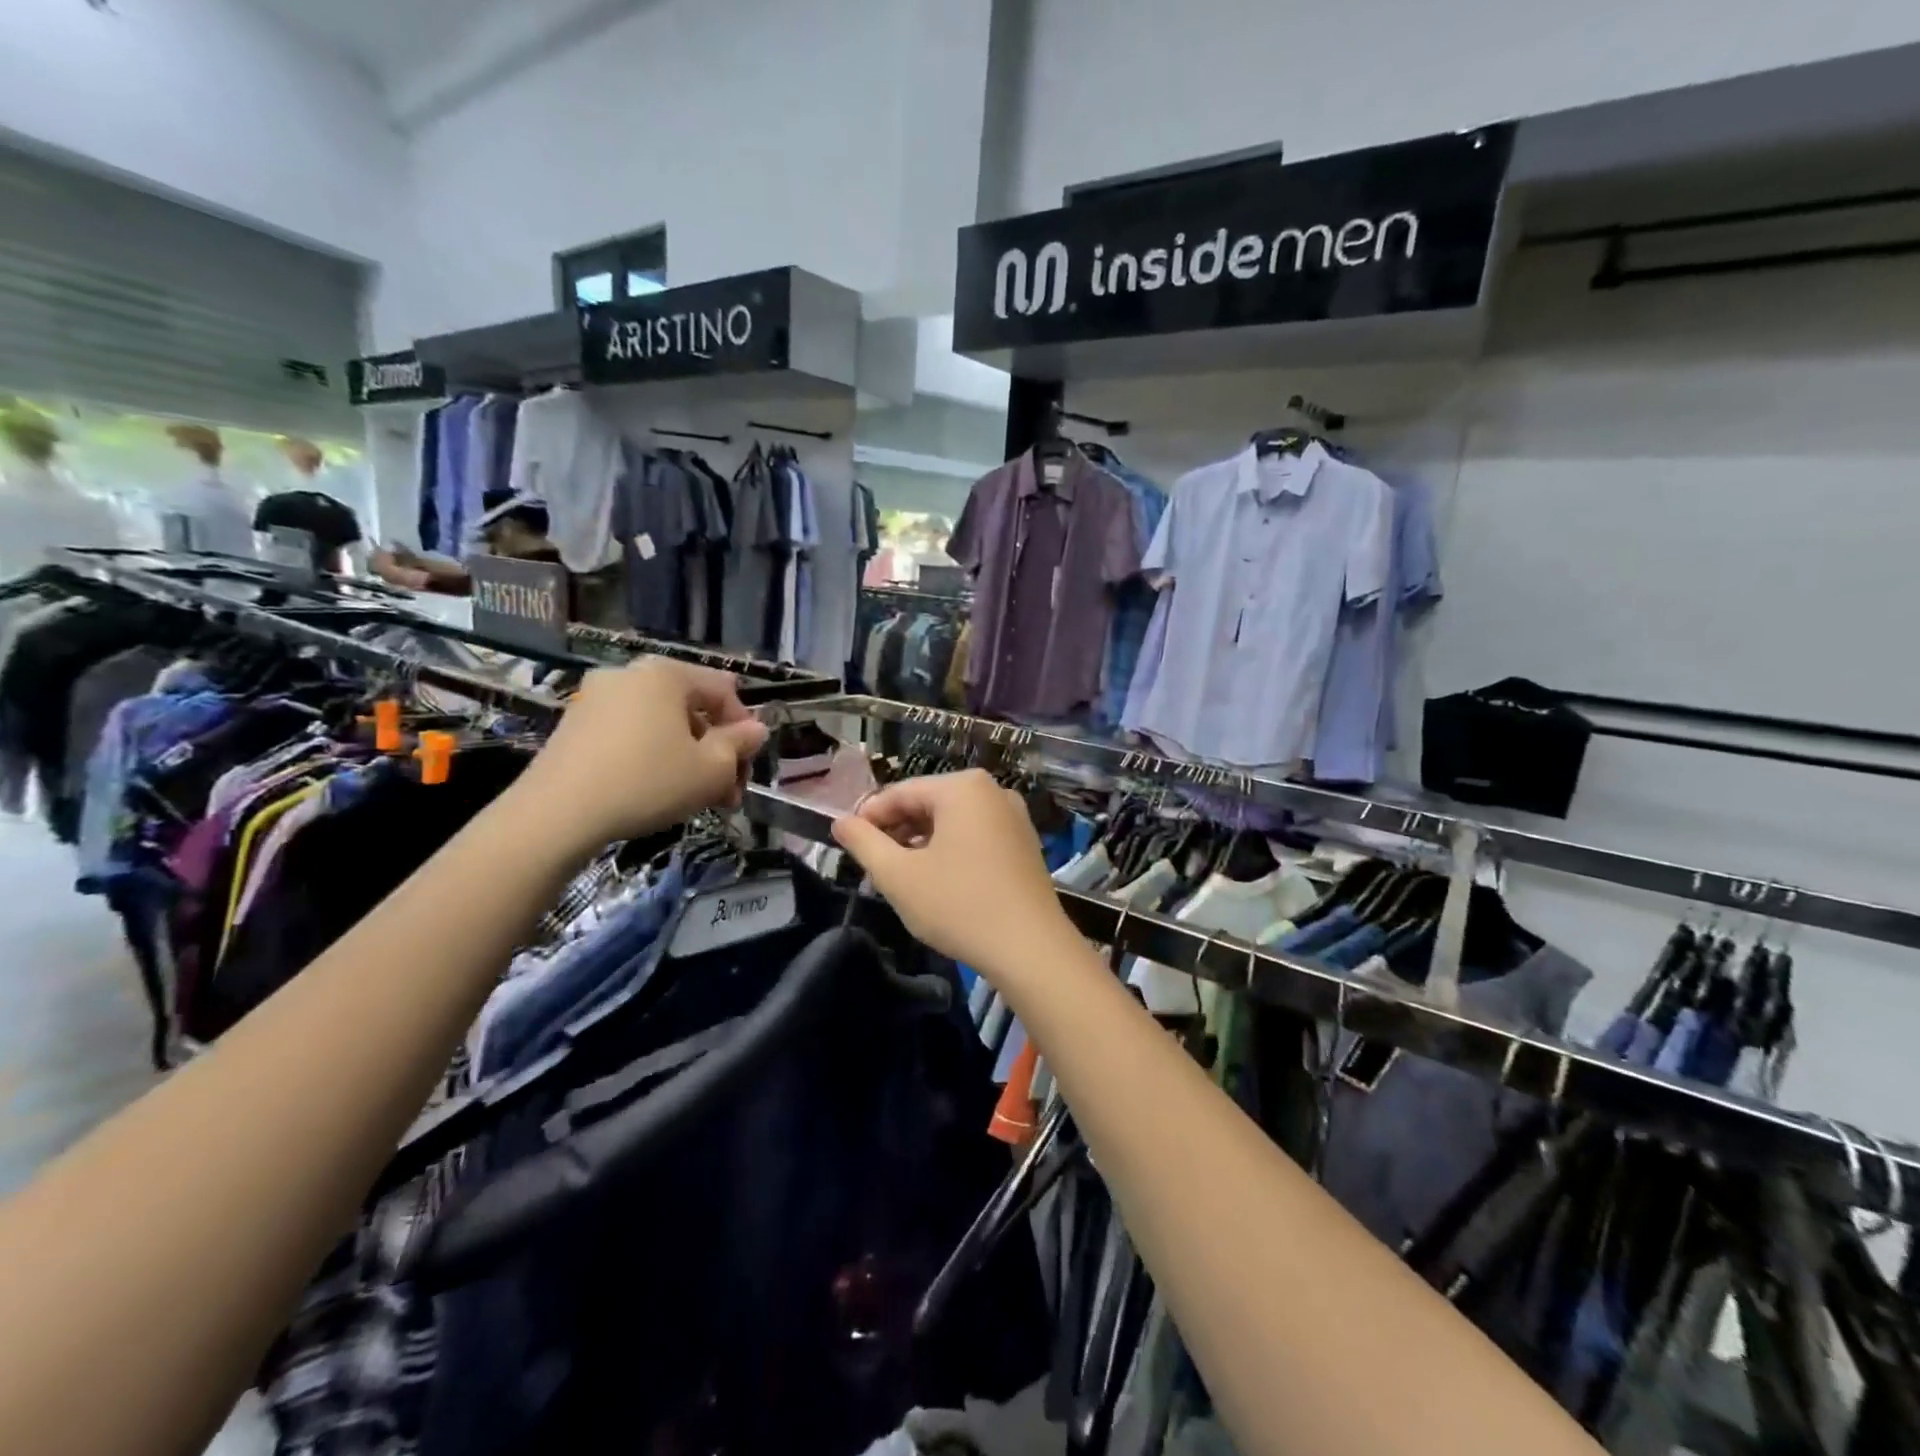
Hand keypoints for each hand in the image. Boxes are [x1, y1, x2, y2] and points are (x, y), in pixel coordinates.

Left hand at [511, 658, 767, 858]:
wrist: (557, 815)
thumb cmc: (648, 781)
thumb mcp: (711, 769)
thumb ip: (739, 744)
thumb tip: (755, 730)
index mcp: (666, 673)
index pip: (723, 690)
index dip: (745, 728)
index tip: (748, 766)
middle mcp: (630, 675)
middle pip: (691, 709)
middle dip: (716, 750)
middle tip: (728, 792)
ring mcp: (596, 699)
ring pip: (661, 725)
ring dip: (688, 758)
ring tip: (697, 799)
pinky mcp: (574, 727)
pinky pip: (630, 735)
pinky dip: (653, 758)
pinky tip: (658, 792)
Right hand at [831, 770, 1073, 977]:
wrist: (1030, 948)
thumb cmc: (959, 905)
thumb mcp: (898, 876)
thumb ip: (863, 843)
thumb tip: (840, 822)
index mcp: (963, 787)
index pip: (900, 793)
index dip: (868, 818)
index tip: (847, 844)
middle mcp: (992, 790)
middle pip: (928, 803)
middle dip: (897, 831)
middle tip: (873, 865)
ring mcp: (1013, 815)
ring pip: (952, 821)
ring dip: (921, 843)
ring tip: (901, 876)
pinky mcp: (1024, 842)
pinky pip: (975, 835)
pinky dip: (950, 851)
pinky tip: (937, 881)